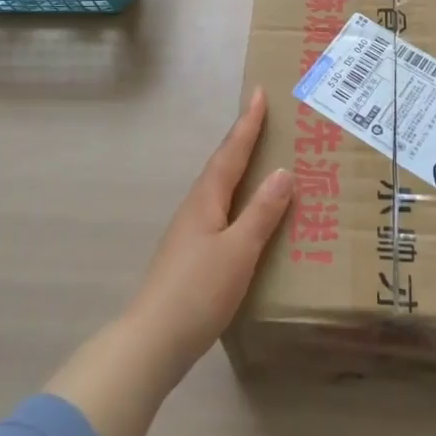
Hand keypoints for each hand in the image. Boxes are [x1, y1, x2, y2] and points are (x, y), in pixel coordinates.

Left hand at [123, 87, 292, 379]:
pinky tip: (248, 215)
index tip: (259, 92)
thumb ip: (261, 213)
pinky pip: (221, 211)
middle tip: (265, 118)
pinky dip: (238, 199)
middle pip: (223, 165)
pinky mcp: (191, 255)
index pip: (232, 152)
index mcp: (206, 199)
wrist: (152, 343)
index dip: (247, 123)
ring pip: (220, 188)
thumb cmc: (198, 291)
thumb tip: (283, 172)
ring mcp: (190, 232)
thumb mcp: (238, 250)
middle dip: (243, 140)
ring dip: (241, 168)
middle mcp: (195, 208)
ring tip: (262, 160)